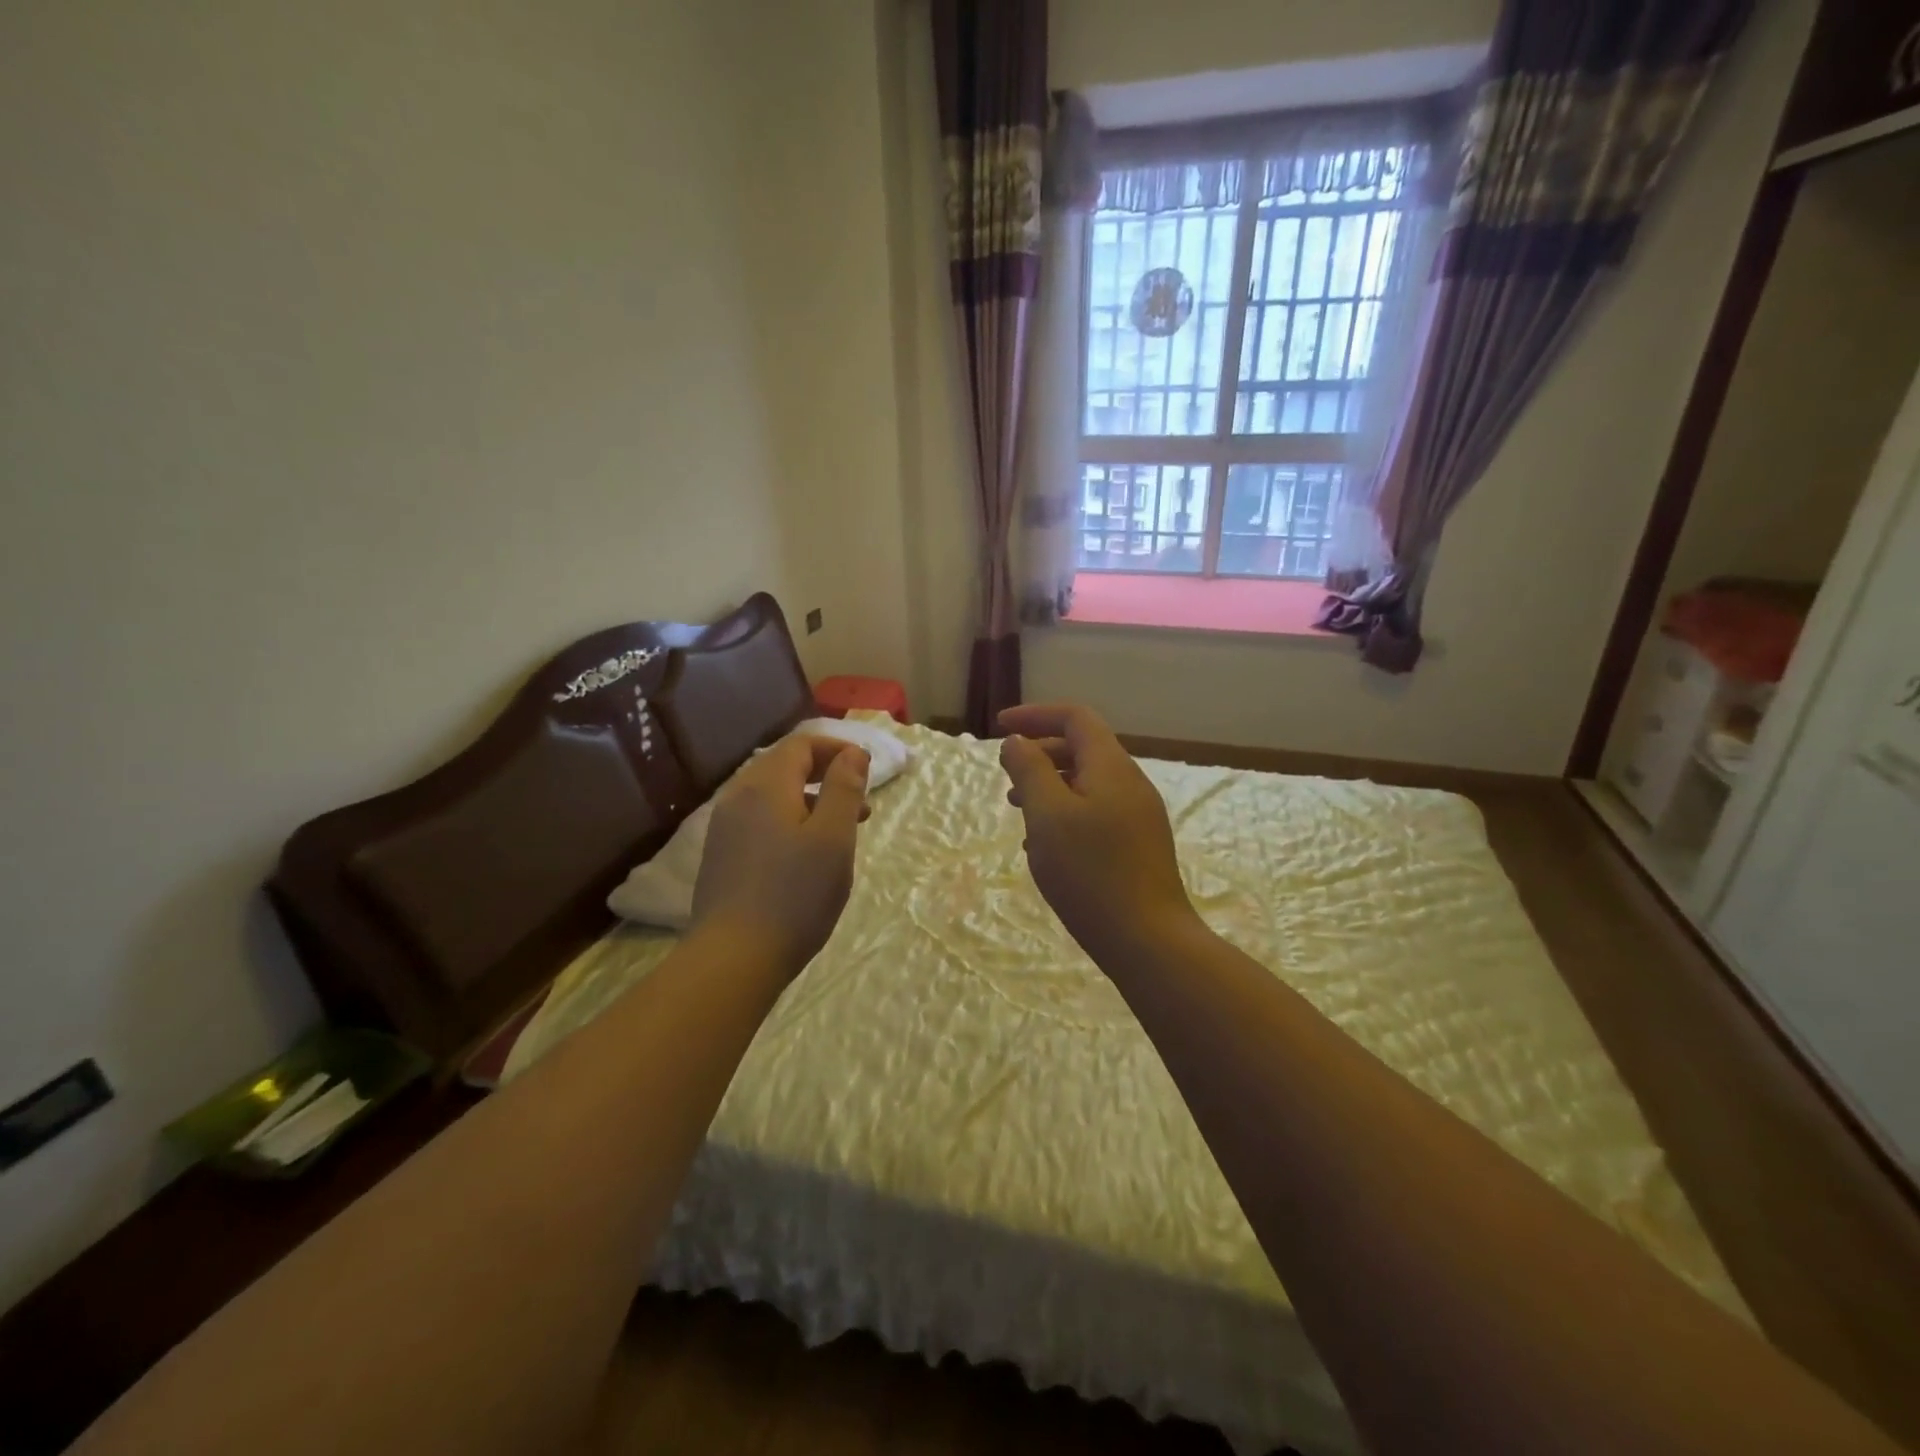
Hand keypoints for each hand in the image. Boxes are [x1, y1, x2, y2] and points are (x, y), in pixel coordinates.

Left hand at [689, 736, 869, 976]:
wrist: (733, 959)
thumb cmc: (795, 894)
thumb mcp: (834, 837)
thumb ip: (844, 789)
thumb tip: (853, 753)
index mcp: (765, 785)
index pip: (801, 744)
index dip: (836, 748)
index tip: (866, 769)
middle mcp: (738, 797)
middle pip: (784, 766)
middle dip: (826, 775)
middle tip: (861, 804)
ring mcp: (725, 828)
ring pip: (773, 796)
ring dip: (810, 801)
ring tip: (841, 832)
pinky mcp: (722, 855)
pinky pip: (760, 820)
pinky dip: (790, 822)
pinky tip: (806, 856)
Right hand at [998, 703, 1198, 968]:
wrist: (1148, 940)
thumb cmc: (1091, 873)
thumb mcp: (1048, 816)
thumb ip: (1030, 770)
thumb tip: (1017, 741)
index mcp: (1111, 767)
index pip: (1075, 717)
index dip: (1035, 714)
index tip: (1000, 726)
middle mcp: (1130, 783)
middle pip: (1082, 748)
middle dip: (1040, 754)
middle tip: (1007, 777)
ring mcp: (1139, 815)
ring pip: (1088, 783)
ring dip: (1051, 786)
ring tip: (1019, 811)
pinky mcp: (1139, 845)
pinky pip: (1097, 812)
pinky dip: (1066, 813)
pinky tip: (1047, 846)